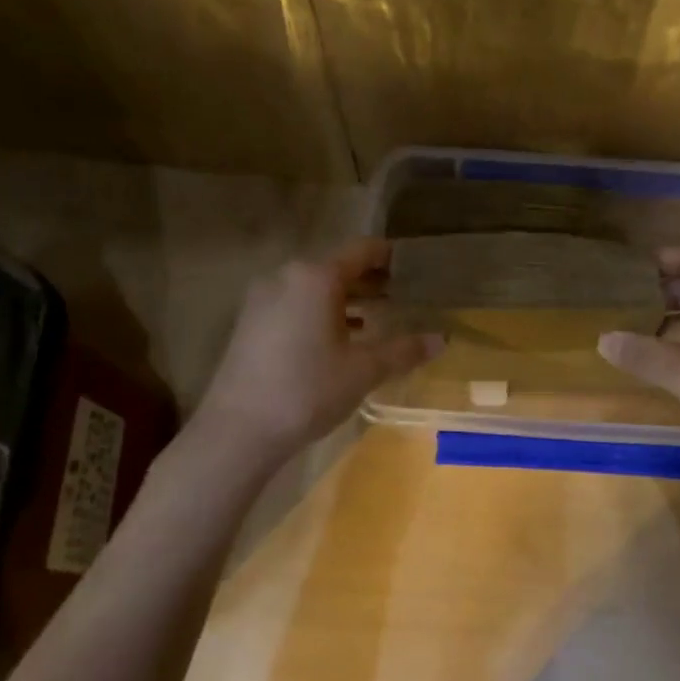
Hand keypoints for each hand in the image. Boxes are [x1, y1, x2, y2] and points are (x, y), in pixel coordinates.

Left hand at [197, 239, 441, 459]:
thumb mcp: (363, 371)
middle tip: (404, 298)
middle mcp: (286, 276)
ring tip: (378, 320)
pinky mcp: (250, 322)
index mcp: (316, 277)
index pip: (362, 251)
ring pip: (315, 288)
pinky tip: (340, 340)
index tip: (415, 269)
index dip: (391, 257)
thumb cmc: (307, 391)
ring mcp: (263, 298)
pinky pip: (295, 304)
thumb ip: (403, 350)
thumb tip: (442, 340)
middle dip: (371, 282)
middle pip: (337, 268)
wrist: (238, 430)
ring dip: (347, 300)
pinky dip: (321, 313)